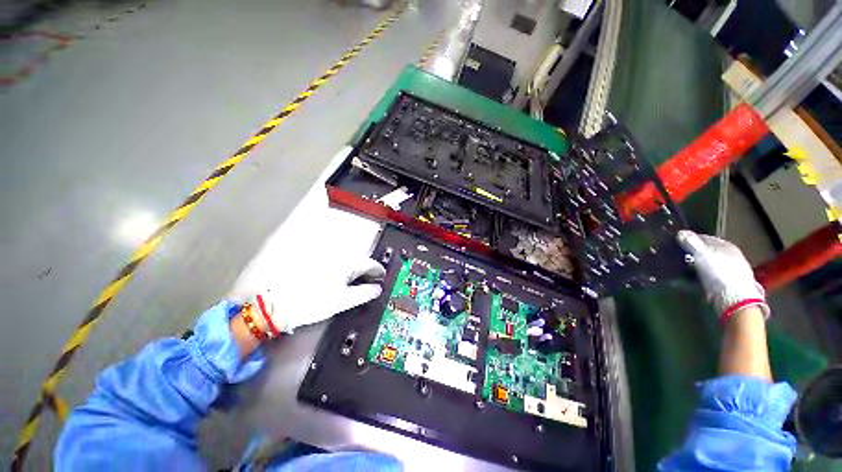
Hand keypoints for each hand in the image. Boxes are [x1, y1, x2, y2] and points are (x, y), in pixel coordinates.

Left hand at [229, 248, 384, 334]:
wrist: (276, 304)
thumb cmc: (311, 303)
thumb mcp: (342, 301)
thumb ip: (363, 293)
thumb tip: (376, 289)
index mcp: (346, 264)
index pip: (370, 264)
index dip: (379, 271)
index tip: (382, 276)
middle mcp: (337, 257)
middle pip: (359, 262)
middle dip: (367, 271)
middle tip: (370, 282)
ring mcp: (324, 259)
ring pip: (347, 262)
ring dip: (354, 271)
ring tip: (355, 283)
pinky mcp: (313, 263)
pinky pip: (335, 264)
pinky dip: (342, 271)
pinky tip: (337, 281)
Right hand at [677, 230, 768, 320]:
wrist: (734, 300)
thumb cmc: (720, 273)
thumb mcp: (703, 255)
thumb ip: (691, 243)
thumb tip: (680, 232)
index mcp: (727, 247)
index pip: (706, 239)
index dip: (691, 239)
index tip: (675, 242)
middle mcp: (729, 258)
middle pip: (706, 253)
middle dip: (690, 254)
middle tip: (674, 256)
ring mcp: (727, 273)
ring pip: (704, 267)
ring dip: (690, 267)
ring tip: (675, 269)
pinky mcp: (723, 287)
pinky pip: (703, 279)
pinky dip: (692, 279)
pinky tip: (681, 282)